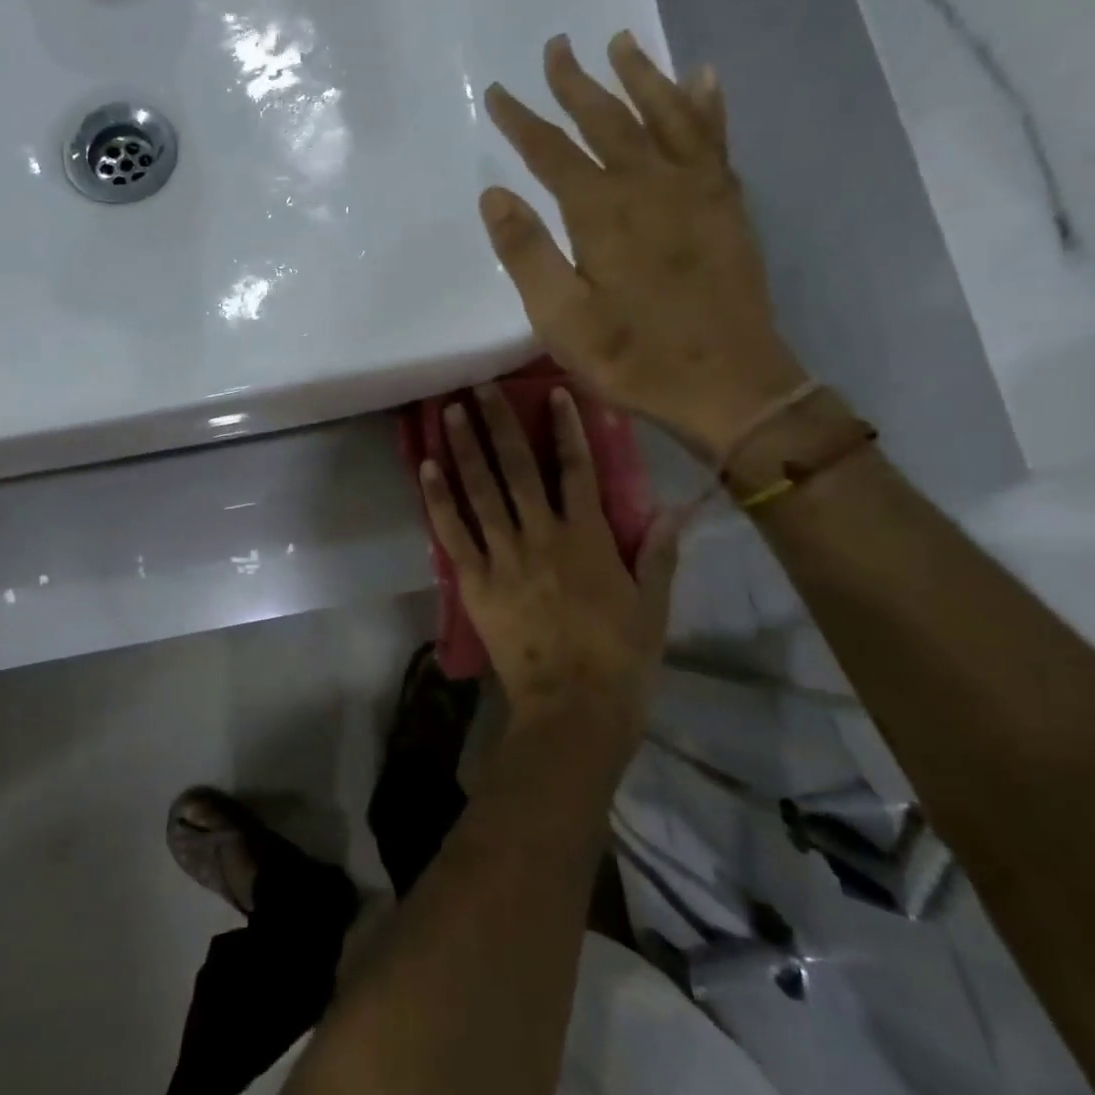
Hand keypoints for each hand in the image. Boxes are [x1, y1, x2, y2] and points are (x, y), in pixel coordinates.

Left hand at [419, 384, 672, 742]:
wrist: (573, 708)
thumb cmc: (619, 659)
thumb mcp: (651, 607)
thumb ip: (656, 555)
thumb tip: (669, 509)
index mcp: (588, 538)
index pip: (577, 470)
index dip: (566, 428)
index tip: (551, 394)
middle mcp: (542, 536)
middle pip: (518, 468)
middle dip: (499, 424)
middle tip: (479, 386)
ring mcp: (504, 557)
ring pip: (481, 491)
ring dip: (464, 449)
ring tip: (450, 412)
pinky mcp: (475, 581)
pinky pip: (453, 532)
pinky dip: (437, 499)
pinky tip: (425, 468)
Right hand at [481, 33, 807, 458]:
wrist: (730, 384)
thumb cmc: (634, 357)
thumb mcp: (562, 319)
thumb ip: (527, 254)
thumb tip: (494, 195)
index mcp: (603, 213)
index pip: (552, 153)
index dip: (522, 121)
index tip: (497, 92)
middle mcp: (651, 184)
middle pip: (608, 119)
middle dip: (577, 83)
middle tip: (556, 45)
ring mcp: (697, 190)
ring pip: (665, 115)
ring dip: (640, 76)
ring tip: (621, 41)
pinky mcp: (727, 205)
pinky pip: (714, 138)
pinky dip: (706, 104)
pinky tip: (701, 78)